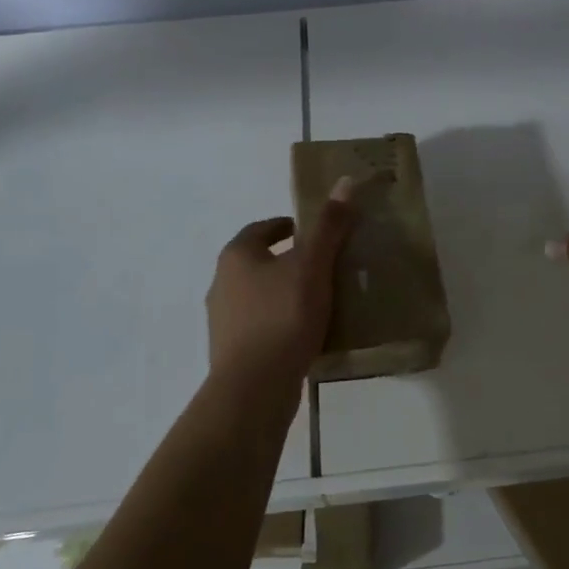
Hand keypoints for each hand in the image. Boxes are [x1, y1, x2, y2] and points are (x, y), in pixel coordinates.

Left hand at [206, 182, 355, 388]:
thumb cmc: (282, 316)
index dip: (289, 226)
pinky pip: (261, 326)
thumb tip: (346, 180)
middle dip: (289, 260)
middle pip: (260, 262)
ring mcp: (223, 320)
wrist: (254, 388)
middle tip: (325, 265)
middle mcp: (222, 283)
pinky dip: (281, 322)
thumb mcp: (312, 265)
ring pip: (260, 295)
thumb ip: (329, 225)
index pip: (263, 229)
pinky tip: (306, 334)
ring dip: (285, 293)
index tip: (316, 233)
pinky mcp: (232, 352)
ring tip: (321, 300)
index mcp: (236, 255)